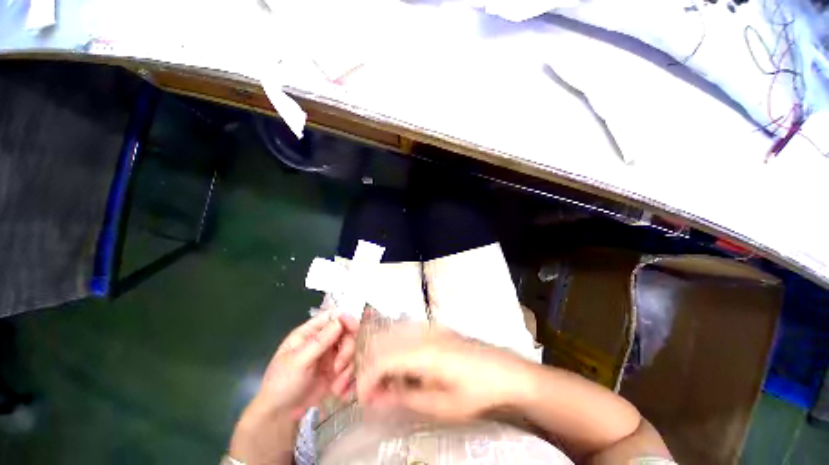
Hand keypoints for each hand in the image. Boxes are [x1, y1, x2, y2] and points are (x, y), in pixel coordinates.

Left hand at [259, 311, 358, 415]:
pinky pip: (350, 365)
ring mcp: (331, 355)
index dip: (345, 319)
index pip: (332, 316)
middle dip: (347, 348)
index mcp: (310, 332)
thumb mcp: (298, 361)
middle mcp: (323, 340)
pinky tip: (338, 389)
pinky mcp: (336, 370)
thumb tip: (341, 320)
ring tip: (336, 384)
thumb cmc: (282, 384)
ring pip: (351, 349)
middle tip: (339, 366)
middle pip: (346, 332)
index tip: (353, 328)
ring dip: (347, 365)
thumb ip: (320, 341)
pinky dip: (347, 377)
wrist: (280, 416)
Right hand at [356, 324, 529, 422]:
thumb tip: (377, 399)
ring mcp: (430, 326)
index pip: (382, 359)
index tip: (362, 399)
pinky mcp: (435, 327)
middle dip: (369, 366)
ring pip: (392, 333)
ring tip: (383, 380)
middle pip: (382, 341)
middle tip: (370, 391)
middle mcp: (423, 332)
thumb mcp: (442, 405)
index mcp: (425, 352)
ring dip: (380, 355)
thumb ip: (406, 398)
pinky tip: (399, 364)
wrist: (507, 371)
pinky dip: (394, 347)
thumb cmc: (478, 392)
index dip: (366, 379)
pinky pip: (405, 331)